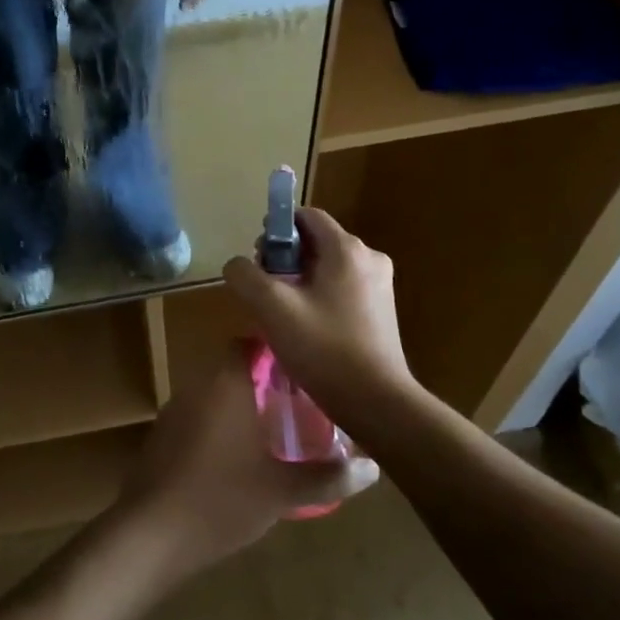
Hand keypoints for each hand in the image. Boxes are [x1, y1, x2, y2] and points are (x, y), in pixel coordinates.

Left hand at [119, 347, 378, 575]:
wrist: (151, 535)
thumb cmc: (222, 500)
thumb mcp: (282, 491)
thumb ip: (328, 477)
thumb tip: (373, 468)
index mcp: (226, 384)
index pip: (248, 344)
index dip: (276, 353)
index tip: (303, 372)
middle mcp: (197, 386)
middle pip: (232, 370)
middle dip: (263, 384)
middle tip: (297, 406)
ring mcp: (174, 411)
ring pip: (214, 396)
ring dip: (239, 407)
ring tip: (273, 433)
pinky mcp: (161, 437)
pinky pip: (197, 418)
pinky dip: (217, 428)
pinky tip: (235, 459)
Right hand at [220, 208, 417, 422]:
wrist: (377, 402)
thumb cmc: (324, 349)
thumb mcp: (272, 309)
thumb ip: (246, 277)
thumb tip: (237, 265)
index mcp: (347, 249)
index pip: (306, 216)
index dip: (277, 229)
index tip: (259, 258)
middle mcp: (370, 258)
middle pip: (316, 241)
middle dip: (285, 258)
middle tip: (265, 291)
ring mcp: (380, 285)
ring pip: (328, 267)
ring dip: (300, 281)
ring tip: (282, 314)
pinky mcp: (382, 311)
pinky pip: (342, 289)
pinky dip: (320, 297)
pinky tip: (306, 328)